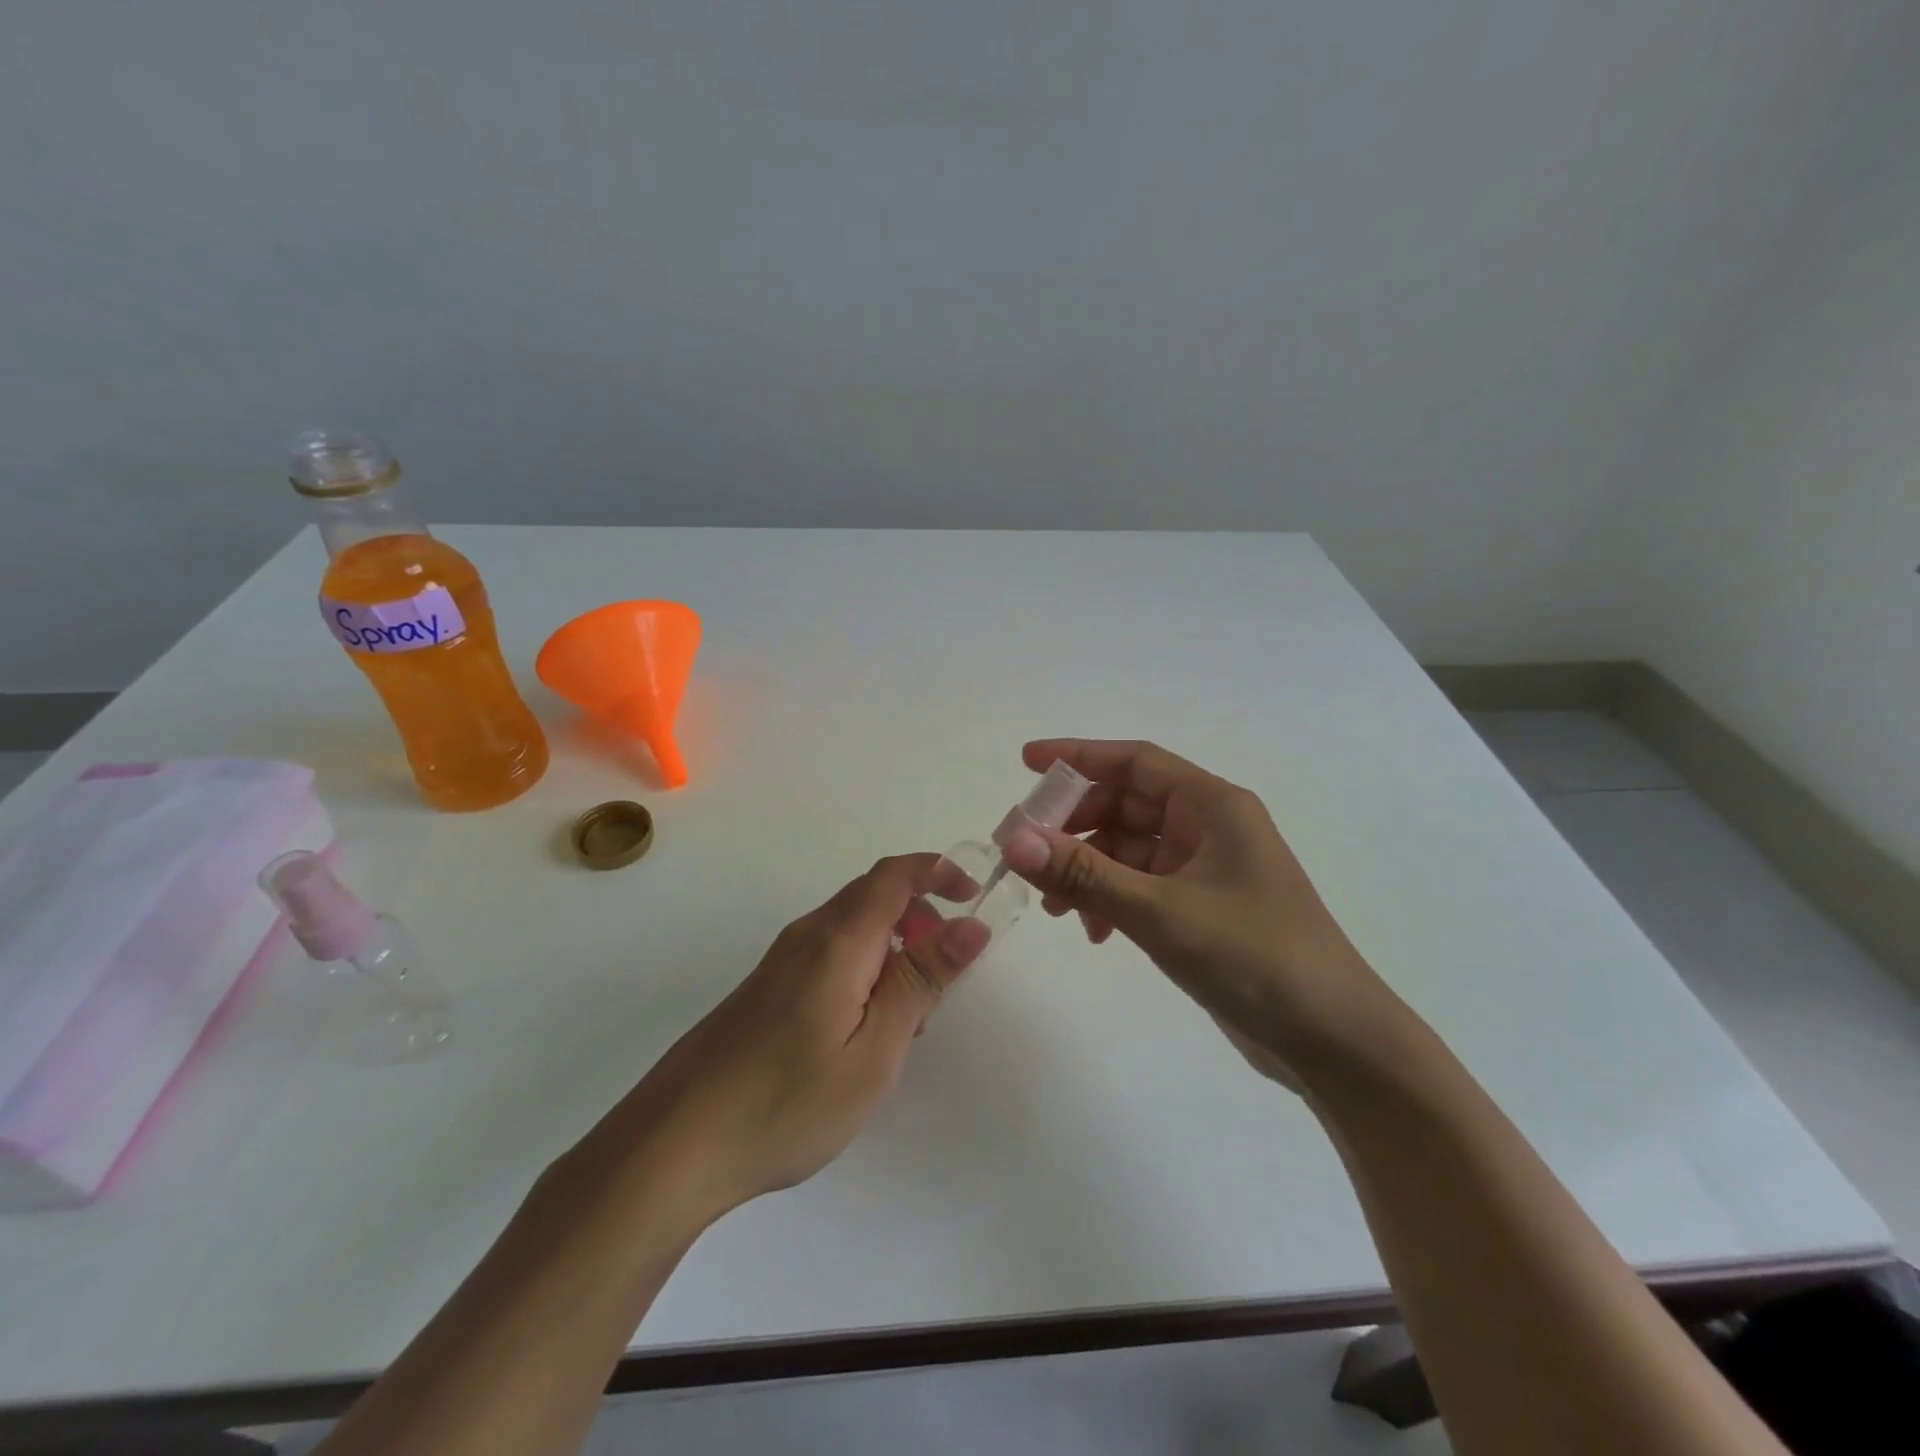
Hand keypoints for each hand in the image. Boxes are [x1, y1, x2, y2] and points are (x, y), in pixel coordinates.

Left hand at [574, 855, 989, 1219]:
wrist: (675, 1144)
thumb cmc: (787, 1102)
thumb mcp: (874, 1050)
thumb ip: (921, 981)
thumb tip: (971, 925)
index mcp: (838, 940)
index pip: (895, 874)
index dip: (939, 871)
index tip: (975, 897)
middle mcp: (809, 934)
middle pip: (875, 894)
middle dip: (922, 915)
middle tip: (947, 973)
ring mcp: (783, 958)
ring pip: (854, 925)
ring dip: (895, 945)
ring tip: (910, 1014)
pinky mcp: (769, 985)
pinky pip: (832, 951)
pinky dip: (867, 965)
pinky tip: (865, 1026)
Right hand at [999, 739, 1398, 1083]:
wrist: (1335, 1042)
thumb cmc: (1256, 958)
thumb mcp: (1161, 912)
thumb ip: (1085, 875)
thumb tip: (1013, 839)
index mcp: (1213, 805)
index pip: (1135, 761)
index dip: (1078, 756)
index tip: (1026, 763)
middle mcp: (1209, 826)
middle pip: (1125, 804)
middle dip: (1073, 824)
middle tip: (1024, 850)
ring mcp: (1206, 869)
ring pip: (1129, 848)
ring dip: (1087, 868)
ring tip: (1053, 906)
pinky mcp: (1201, 907)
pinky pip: (1140, 885)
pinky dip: (1110, 899)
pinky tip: (1094, 933)